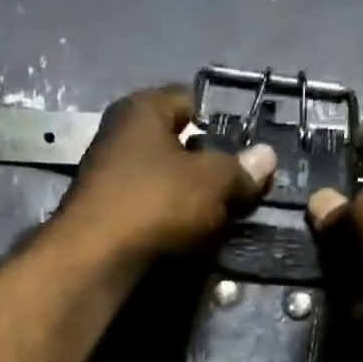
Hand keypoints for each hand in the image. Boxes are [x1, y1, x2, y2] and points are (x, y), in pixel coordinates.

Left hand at [57, 87, 275, 266]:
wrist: (95, 260)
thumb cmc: (155, 203)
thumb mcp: (211, 183)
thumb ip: (240, 170)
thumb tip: (267, 157)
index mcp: (142, 109)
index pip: (190, 101)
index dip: (220, 123)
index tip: (242, 153)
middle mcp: (118, 136)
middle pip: (175, 147)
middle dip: (205, 170)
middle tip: (235, 194)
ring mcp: (107, 180)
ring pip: (161, 185)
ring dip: (187, 203)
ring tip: (215, 225)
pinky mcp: (104, 220)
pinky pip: (147, 215)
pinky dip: (166, 227)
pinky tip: (185, 244)